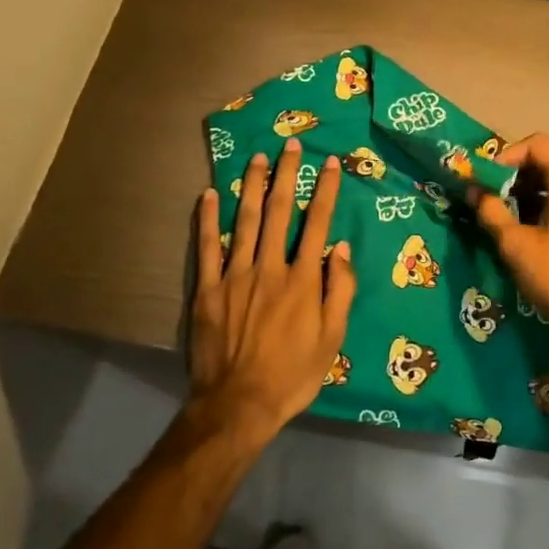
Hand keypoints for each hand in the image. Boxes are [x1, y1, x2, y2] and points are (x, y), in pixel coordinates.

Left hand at [190, 139, 356, 438]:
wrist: (238, 404)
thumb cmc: (293, 374)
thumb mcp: (332, 339)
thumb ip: (340, 290)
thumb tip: (340, 248)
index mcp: (303, 279)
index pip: (317, 223)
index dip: (325, 190)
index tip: (330, 163)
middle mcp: (270, 267)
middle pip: (280, 211)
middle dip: (287, 174)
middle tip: (291, 144)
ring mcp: (236, 275)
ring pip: (246, 221)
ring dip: (253, 186)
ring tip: (257, 157)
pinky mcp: (209, 289)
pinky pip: (208, 246)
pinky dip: (208, 219)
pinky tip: (210, 194)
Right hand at [471, 133, 548, 355]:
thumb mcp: (515, 243)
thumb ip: (491, 211)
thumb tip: (474, 191)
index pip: (538, 145)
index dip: (507, 156)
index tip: (486, 179)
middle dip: (515, 177)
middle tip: (489, 198)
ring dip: (530, 195)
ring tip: (504, 218)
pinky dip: (548, 209)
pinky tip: (529, 235)